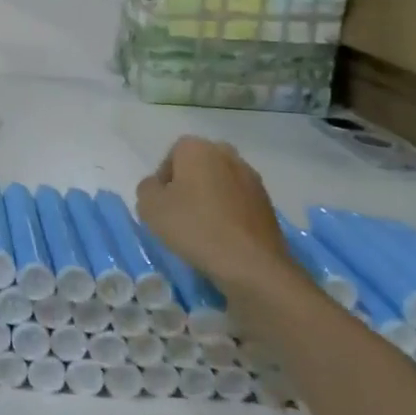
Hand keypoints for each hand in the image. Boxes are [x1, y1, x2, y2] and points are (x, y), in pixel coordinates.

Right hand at [136, 136, 295, 291]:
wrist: (252, 265)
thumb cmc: (195, 227)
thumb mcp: (150, 207)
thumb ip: (147, 188)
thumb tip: (159, 187)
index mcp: (198, 149)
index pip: (173, 154)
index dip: (164, 179)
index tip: (162, 203)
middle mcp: (228, 156)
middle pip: (200, 165)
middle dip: (190, 184)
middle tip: (180, 212)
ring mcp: (252, 180)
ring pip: (222, 184)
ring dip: (211, 199)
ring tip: (203, 228)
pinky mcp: (268, 205)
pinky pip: (239, 203)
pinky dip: (230, 214)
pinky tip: (223, 237)